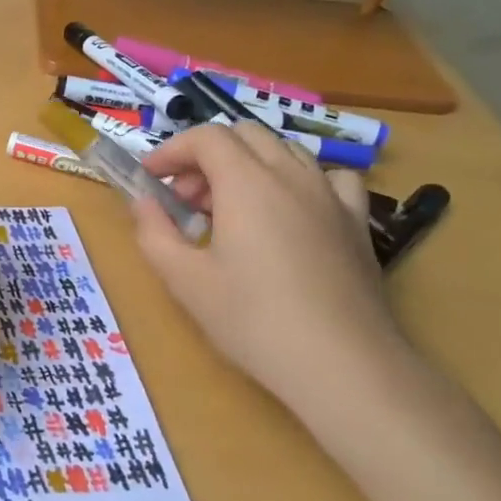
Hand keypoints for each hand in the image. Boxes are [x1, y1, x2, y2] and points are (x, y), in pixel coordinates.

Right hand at [133, 121, 406, 417]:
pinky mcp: (356, 222)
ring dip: (247, 165)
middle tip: (185, 199)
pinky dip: (299, 181)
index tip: (150, 178)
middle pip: (245, 135)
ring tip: (230, 209)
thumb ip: (154, 232)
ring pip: (284, 151)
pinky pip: (329, 178)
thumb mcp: (185, 280)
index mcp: (247, 183)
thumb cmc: (253, 320)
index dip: (171, 150)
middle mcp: (291, 175)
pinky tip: (292, 211)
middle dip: (206, 156)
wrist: (341, 364)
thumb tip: (143, 202)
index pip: (206, 137)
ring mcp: (330, 196)